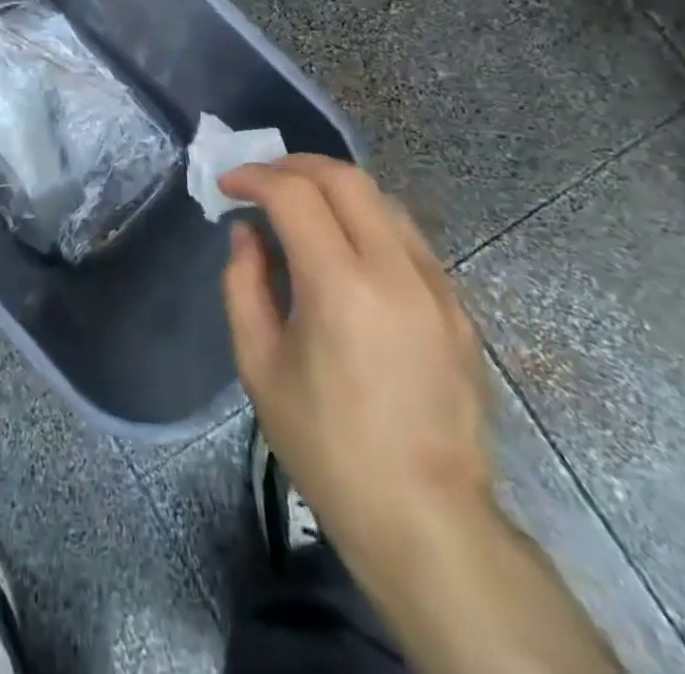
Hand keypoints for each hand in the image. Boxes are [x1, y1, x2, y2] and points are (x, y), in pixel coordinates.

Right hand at [220, 155, 492, 570]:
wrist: (426, 520)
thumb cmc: (327, 445)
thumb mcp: (259, 365)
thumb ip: (243, 284)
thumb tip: (247, 233)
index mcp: (340, 286)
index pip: (294, 193)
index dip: (253, 177)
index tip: (226, 185)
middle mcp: (394, 271)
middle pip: (345, 177)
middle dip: (294, 165)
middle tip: (261, 181)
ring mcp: (436, 287)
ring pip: (381, 199)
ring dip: (333, 187)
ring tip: (299, 206)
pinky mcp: (457, 308)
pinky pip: (408, 237)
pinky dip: (367, 219)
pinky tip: (345, 248)